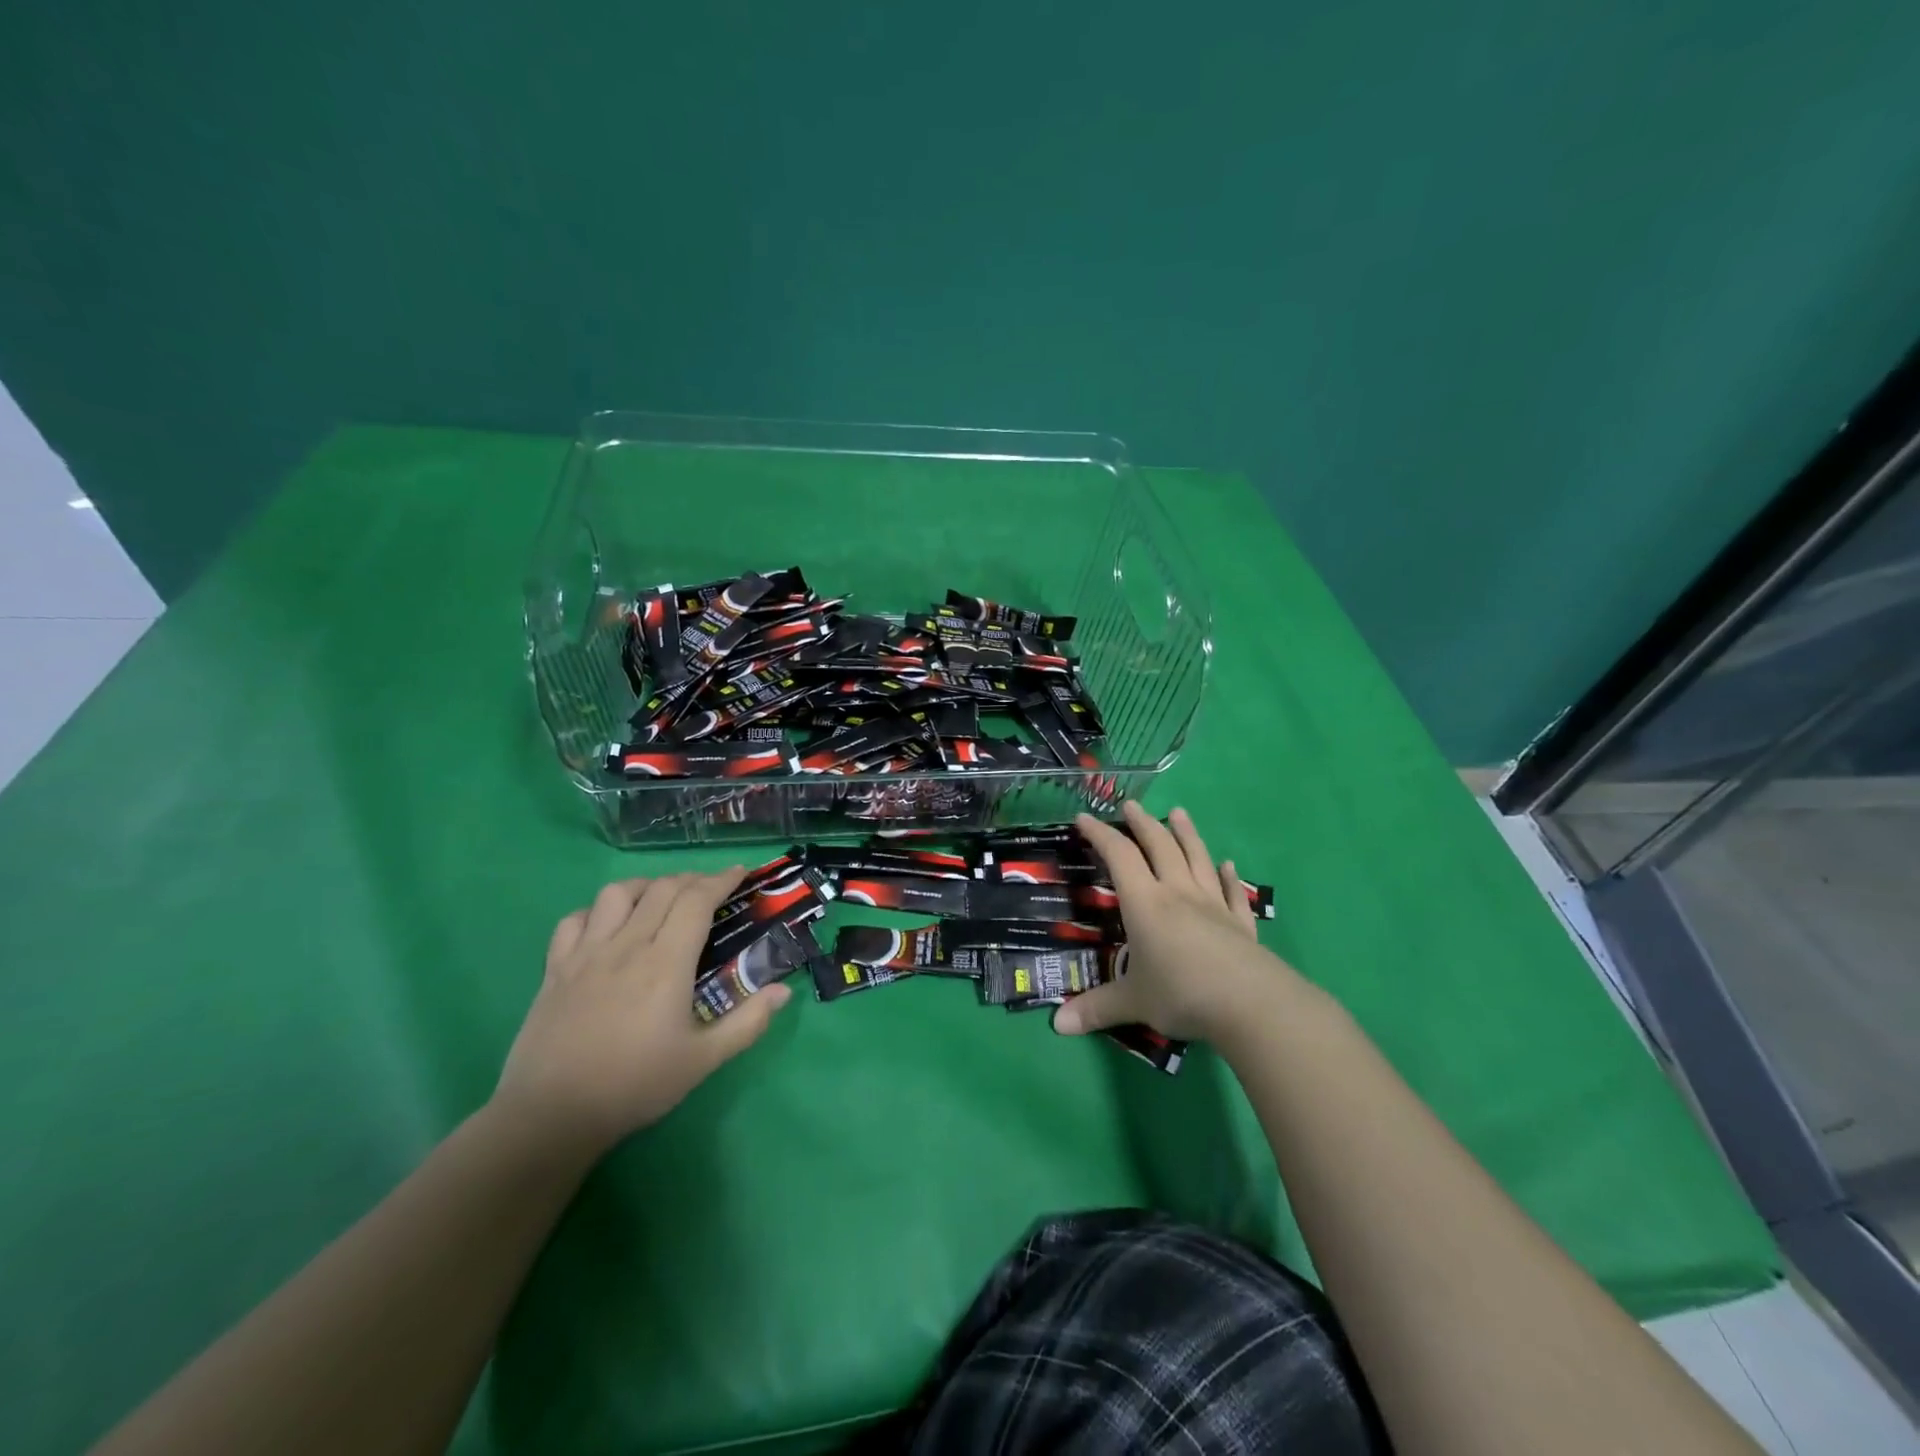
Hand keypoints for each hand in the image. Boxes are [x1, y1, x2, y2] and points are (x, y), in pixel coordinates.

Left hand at [492, 869, 790, 1156]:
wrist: (552, 1116)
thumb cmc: (634, 1086)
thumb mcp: (703, 1061)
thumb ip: (748, 1023)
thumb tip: (784, 991)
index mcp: (665, 963)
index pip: (696, 901)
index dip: (721, 880)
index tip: (741, 873)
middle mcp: (626, 946)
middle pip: (662, 889)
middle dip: (692, 879)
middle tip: (711, 888)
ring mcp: (586, 954)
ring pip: (617, 894)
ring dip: (646, 886)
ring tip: (661, 897)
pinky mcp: (555, 969)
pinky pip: (575, 920)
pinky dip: (597, 911)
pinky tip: (609, 924)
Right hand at [1053, 801, 1297, 1042]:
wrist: (1252, 1005)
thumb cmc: (1183, 994)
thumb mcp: (1132, 1002)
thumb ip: (1095, 1009)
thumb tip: (1057, 1026)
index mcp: (1146, 904)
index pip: (1120, 857)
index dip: (1101, 835)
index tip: (1085, 818)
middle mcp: (1178, 894)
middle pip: (1160, 847)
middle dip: (1142, 824)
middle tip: (1130, 805)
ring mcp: (1214, 906)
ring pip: (1198, 859)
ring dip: (1187, 834)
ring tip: (1179, 813)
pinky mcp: (1241, 924)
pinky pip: (1233, 894)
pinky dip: (1228, 877)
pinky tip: (1228, 866)